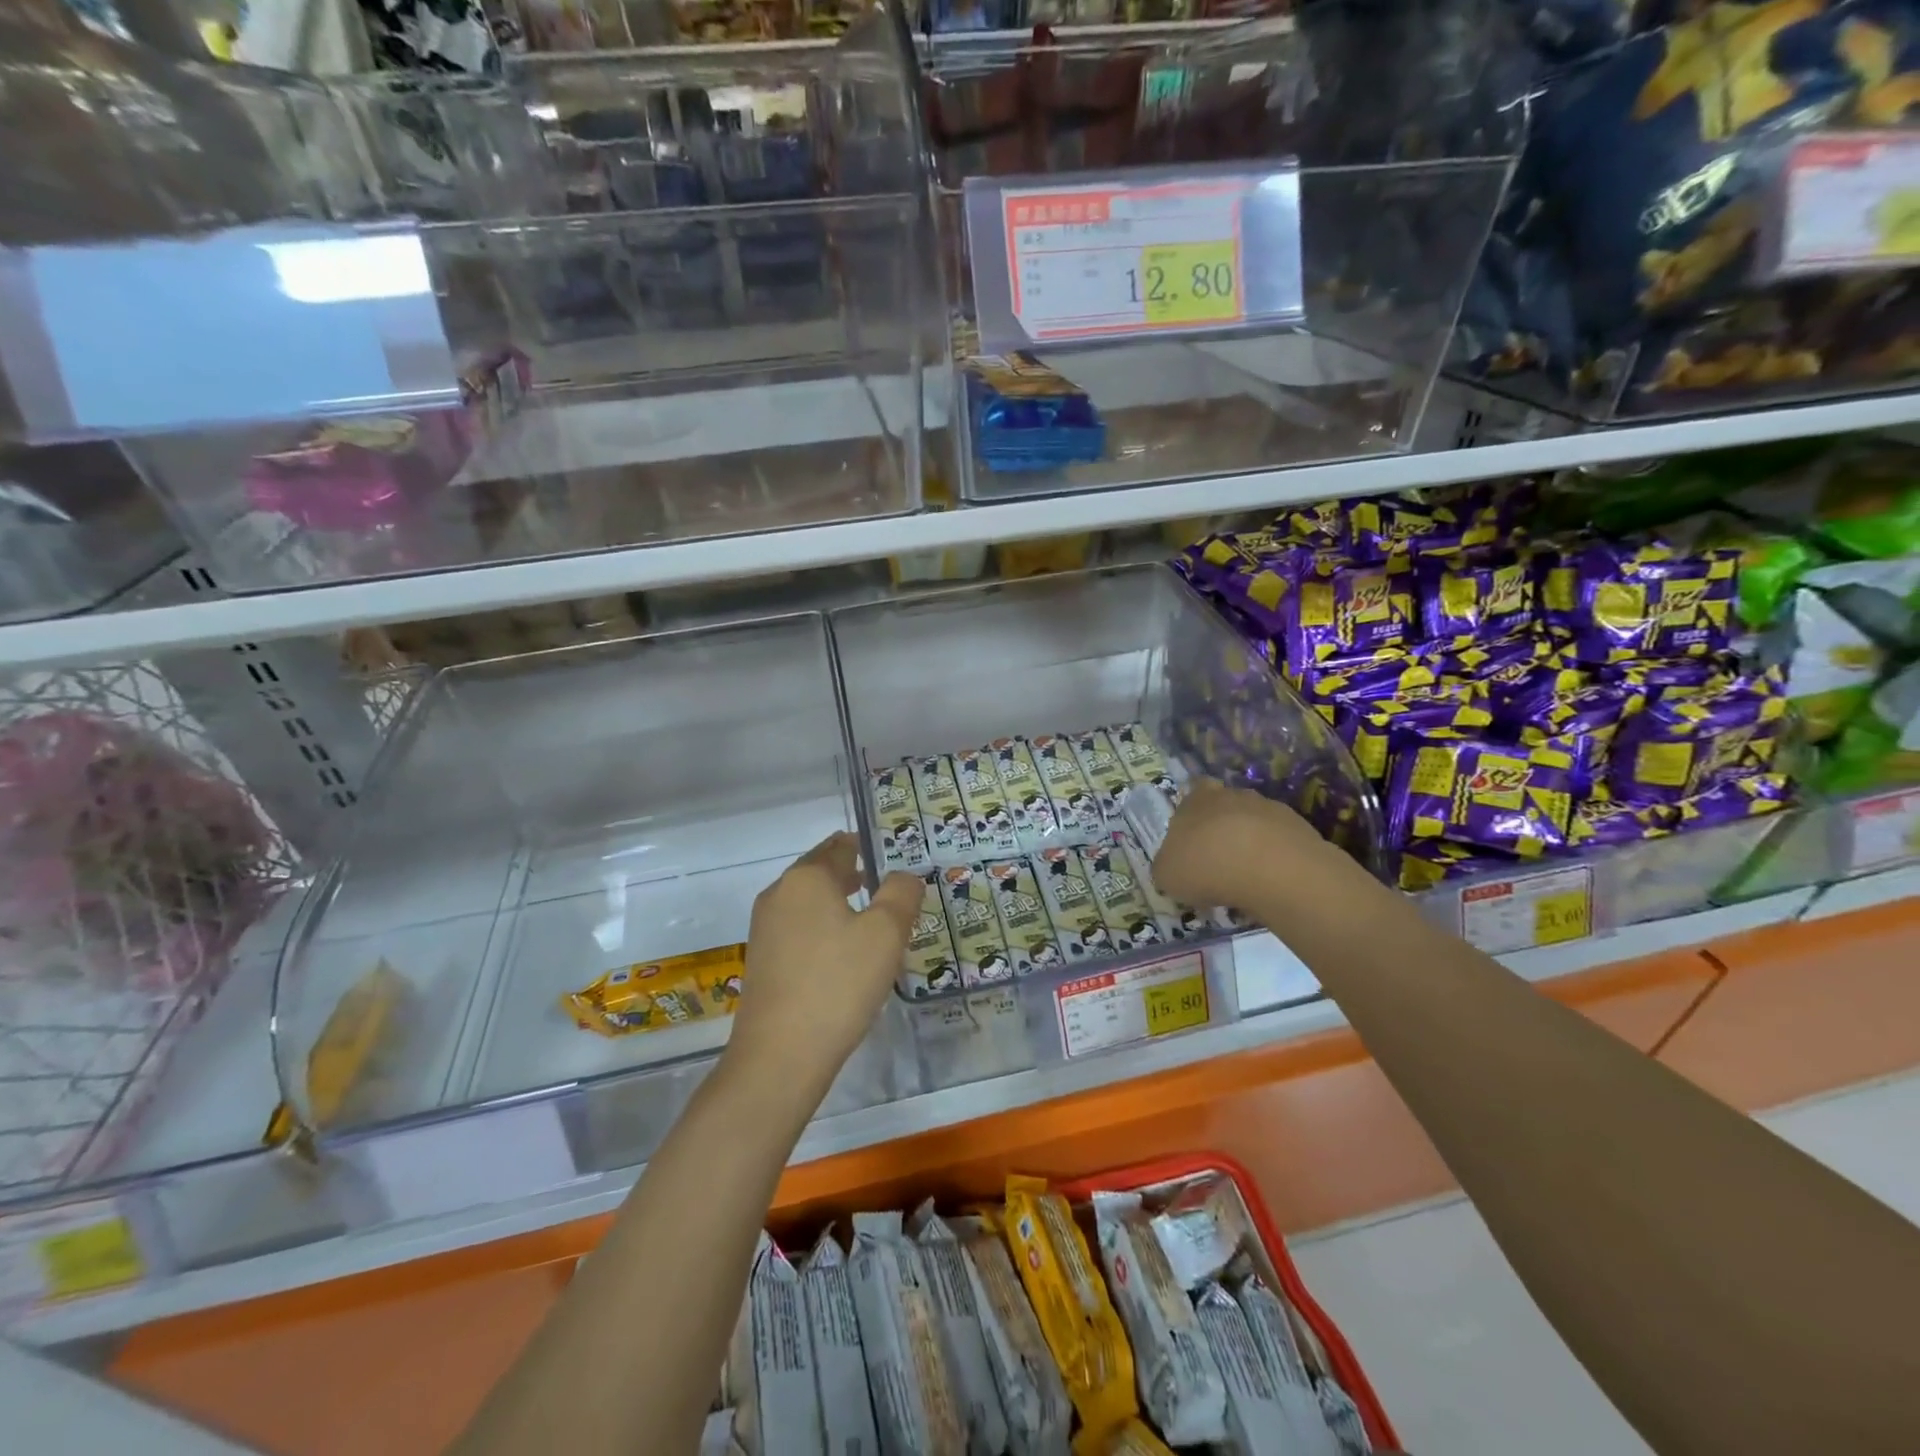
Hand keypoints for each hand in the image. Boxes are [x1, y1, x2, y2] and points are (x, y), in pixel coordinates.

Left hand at [725, 832, 921, 1100]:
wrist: (780, 1056)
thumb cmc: (838, 984)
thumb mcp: (886, 933)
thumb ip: (901, 894)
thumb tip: (905, 876)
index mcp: (806, 878)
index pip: (840, 846)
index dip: (867, 847)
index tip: (893, 858)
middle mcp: (779, 894)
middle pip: (821, 872)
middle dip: (855, 876)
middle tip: (890, 889)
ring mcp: (765, 929)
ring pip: (810, 903)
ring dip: (840, 905)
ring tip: (873, 921)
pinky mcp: (763, 961)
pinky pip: (800, 930)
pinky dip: (825, 930)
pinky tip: (845, 956)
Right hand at [1150, 779, 1322, 911]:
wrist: (1270, 870)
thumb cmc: (1206, 866)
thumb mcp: (1167, 874)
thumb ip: (1167, 865)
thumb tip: (1174, 867)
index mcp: (1196, 799)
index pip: (1193, 792)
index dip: (1193, 814)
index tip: (1193, 841)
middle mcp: (1232, 795)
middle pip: (1225, 807)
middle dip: (1222, 830)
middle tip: (1218, 863)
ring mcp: (1269, 808)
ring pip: (1255, 824)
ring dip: (1251, 844)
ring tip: (1247, 879)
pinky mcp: (1300, 828)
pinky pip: (1281, 842)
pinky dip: (1275, 859)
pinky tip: (1271, 882)